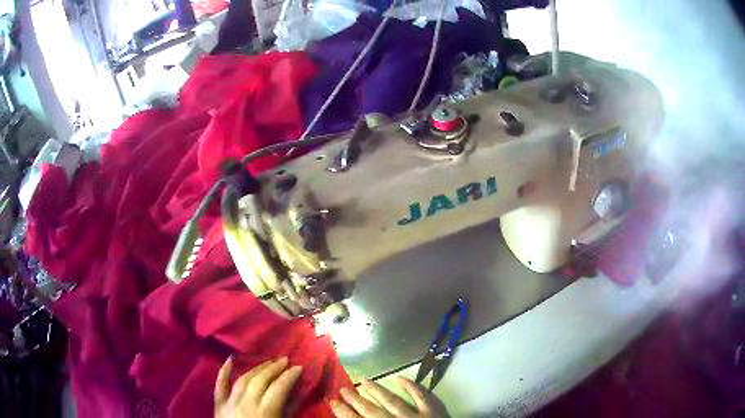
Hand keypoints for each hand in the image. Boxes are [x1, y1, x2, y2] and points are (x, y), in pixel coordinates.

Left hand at [215, 356, 302, 417]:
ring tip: (268, 362)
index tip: (299, 367)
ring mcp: (230, 402)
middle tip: (285, 360)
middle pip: (260, 380)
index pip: (279, 388)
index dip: (290, 376)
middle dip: (274, 368)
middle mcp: (246, 403)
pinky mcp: (219, 405)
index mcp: (265, 412)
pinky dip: (223, 372)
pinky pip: (220, 386)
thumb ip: (289, 412)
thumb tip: (297, 395)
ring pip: (243, 380)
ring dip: (257, 369)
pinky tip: (229, 360)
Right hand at [330, 377, 448, 417]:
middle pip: (371, 410)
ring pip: (391, 400)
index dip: (343, 412)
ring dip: (377, 390)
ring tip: (363, 379)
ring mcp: (416, 416)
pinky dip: (411, 386)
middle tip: (343, 389)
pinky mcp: (434, 411)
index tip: (332, 402)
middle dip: (355, 400)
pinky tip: (399, 378)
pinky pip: (421, 396)